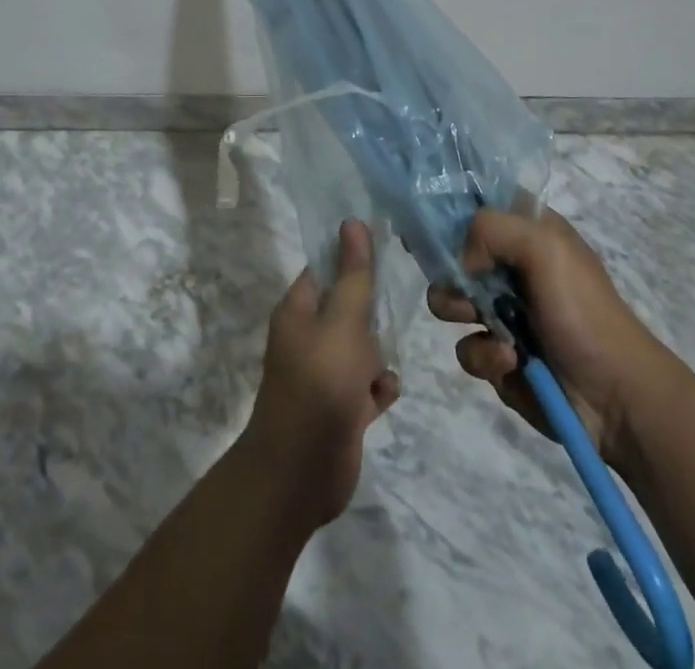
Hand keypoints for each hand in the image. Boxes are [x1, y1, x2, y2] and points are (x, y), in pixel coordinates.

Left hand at [238, 219, 401, 530]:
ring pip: (360, 347)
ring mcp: (323, 374)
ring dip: (378, 352)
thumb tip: (352, 222)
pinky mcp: (340, 408)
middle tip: (396, 304)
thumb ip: (353, 274)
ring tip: (387, 357)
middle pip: (347, 307)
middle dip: (371, 309)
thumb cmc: (321, 383)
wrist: (301, 472)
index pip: (325, 268)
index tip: (386, 248)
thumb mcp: (343, 321)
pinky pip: (366, 385)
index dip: (352, 256)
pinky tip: (385, 393)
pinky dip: (378, 387)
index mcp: (298, 310)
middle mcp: (308, 338)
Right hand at [428, 207, 673, 460]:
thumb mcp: (544, 246)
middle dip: (448, 270)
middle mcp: (510, 266)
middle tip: (461, 283)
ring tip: (489, 327)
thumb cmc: (583, 310)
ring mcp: (502, 312)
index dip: (448, 208)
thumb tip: (461, 261)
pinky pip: (468, 349)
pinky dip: (485, 356)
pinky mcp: (498, 356)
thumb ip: (491, 228)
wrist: (617, 397)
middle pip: (453, 253)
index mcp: (528, 231)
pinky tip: (512, 362)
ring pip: (450, 301)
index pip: (478, 203)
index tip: (424, 222)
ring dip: (461, 313)